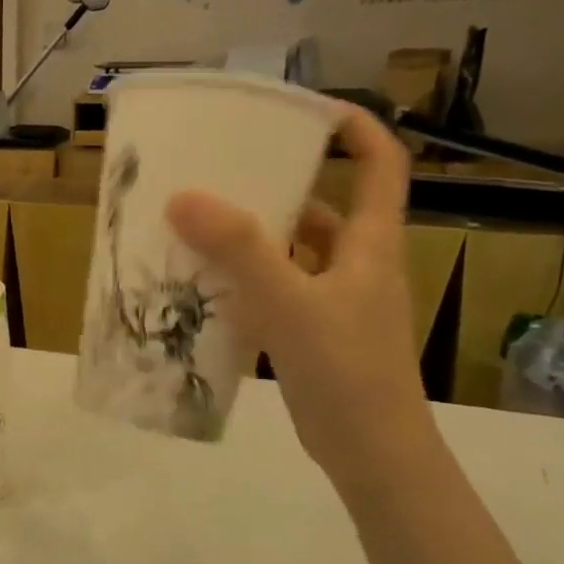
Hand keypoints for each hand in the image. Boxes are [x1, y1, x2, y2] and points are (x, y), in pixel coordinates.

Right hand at [166, 104, 436, 494]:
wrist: (371, 453)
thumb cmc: (346, 371)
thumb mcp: (291, 303)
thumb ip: (240, 250)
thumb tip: (182, 197)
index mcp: (371, 245)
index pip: (381, 167)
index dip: (355, 129)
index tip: (304, 110)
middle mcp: (356, 265)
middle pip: (322, 207)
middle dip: (276, 184)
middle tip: (220, 171)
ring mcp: (334, 300)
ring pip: (291, 251)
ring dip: (251, 237)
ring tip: (197, 223)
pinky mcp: (311, 331)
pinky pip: (274, 288)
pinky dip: (243, 280)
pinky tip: (203, 283)